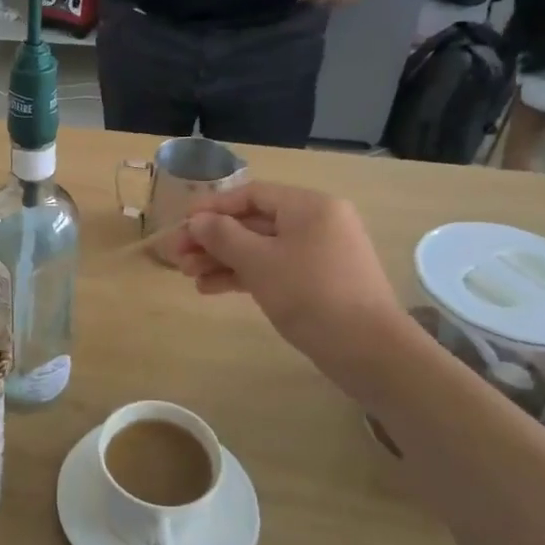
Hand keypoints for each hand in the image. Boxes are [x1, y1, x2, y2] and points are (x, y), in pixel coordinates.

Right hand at [165, 183, 408, 383]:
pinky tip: (212, 289)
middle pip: (253, 222)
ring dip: (222, 260)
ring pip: (260, 248)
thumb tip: (197, 221)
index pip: (251, 194)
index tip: (181, 224)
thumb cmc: (309, 293)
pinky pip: (273, 268)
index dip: (212, 207)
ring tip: (188, 276)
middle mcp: (316, 222)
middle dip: (212, 239)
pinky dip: (244, 275)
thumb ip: (222, 236)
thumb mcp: (258, 261)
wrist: (367, 349)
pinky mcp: (317, 281)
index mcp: (308, 206)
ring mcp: (318, 253)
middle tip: (177, 257)